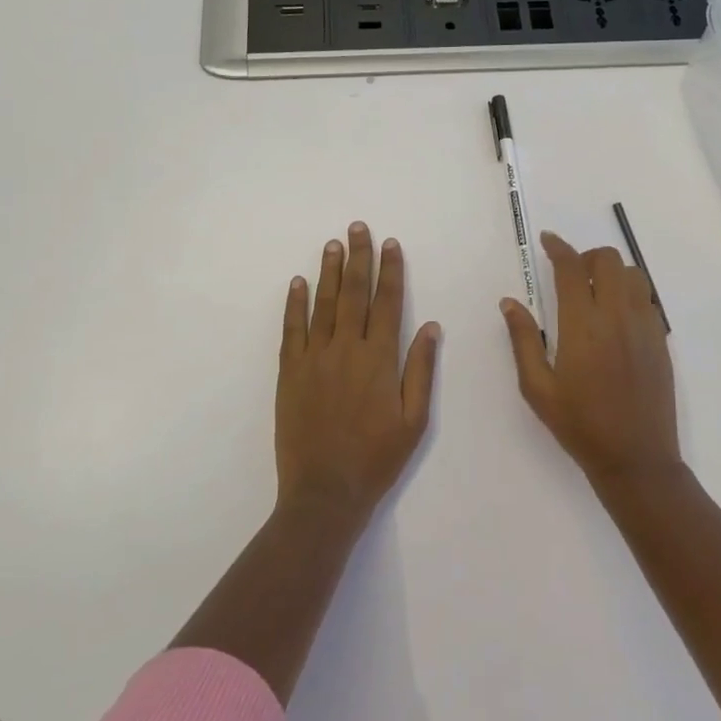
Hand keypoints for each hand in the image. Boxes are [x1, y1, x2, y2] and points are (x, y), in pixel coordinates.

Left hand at [277, 222, 440, 519]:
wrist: (324, 492)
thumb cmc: (376, 458)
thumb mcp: (414, 420)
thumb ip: (421, 369)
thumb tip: (430, 325)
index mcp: (380, 359)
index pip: (387, 302)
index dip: (390, 271)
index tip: (390, 244)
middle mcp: (347, 349)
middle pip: (354, 293)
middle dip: (358, 258)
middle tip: (358, 228)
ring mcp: (314, 358)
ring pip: (323, 304)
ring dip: (329, 271)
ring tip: (332, 244)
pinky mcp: (290, 372)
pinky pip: (292, 329)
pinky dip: (295, 304)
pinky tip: (298, 283)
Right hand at [501, 231, 680, 485]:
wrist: (636, 458)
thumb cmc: (579, 425)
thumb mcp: (538, 388)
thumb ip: (523, 339)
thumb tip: (510, 302)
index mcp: (582, 326)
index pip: (571, 268)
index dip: (558, 247)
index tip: (548, 240)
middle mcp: (617, 316)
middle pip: (608, 259)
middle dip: (586, 257)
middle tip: (570, 275)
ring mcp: (644, 326)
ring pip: (633, 274)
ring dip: (611, 272)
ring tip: (595, 294)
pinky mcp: (661, 340)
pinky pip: (647, 298)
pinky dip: (629, 293)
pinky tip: (615, 318)